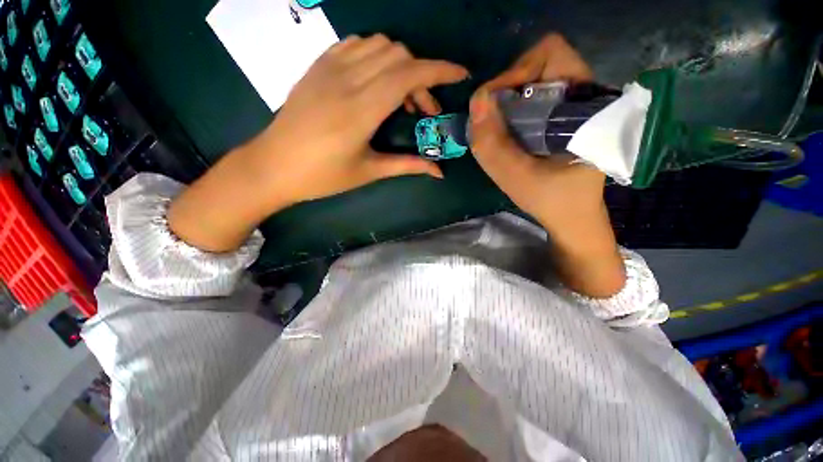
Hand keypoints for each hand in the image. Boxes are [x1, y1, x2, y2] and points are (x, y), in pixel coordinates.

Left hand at [168, 34, 467, 251]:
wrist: (273, 166)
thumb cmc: (322, 176)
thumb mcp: (369, 172)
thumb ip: (407, 165)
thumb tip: (439, 171)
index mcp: (361, 110)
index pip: (409, 74)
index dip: (440, 71)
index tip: (461, 75)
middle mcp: (346, 80)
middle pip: (399, 56)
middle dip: (422, 77)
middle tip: (423, 110)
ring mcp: (328, 68)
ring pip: (379, 45)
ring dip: (400, 65)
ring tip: (401, 97)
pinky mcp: (317, 66)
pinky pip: (356, 45)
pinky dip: (376, 56)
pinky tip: (376, 81)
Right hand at [469, 34, 624, 296]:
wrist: (572, 217)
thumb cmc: (551, 201)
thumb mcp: (516, 178)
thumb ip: (493, 144)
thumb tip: (475, 101)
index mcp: (586, 105)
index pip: (551, 54)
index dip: (516, 72)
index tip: (494, 105)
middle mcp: (585, 96)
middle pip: (540, 63)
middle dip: (507, 88)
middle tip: (492, 120)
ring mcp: (575, 106)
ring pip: (535, 81)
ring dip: (508, 101)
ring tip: (497, 130)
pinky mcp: (565, 117)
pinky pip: (534, 98)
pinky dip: (514, 111)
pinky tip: (507, 134)